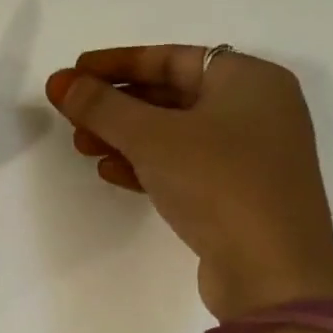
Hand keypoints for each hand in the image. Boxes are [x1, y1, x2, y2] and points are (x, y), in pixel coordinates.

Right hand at [46, 46, 332, 319]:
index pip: (171, 57)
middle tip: (71, 114)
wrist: (273, 274)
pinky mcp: (241, 194)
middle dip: (116, 105)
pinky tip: (111, 173)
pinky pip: (185, 165)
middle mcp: (257, 110)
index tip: (74, 73)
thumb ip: (101, 105)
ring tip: (81, 146)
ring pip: (174, 133)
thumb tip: (59, 82)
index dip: (117, 63)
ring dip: (124, 136)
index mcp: (249, 80)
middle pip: (171, 94)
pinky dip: (146, 164)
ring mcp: (252, 155)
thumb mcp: (150, 137)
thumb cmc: (218, 183)